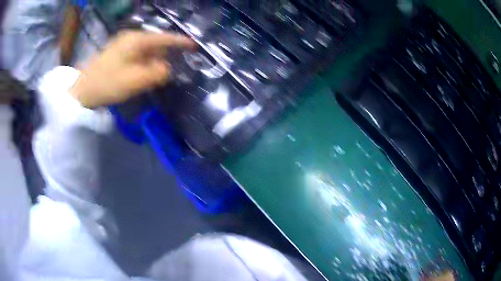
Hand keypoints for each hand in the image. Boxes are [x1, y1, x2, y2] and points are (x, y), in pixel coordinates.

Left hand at [70, 31, 196, 107]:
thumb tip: (168, 70)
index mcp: (136, 40)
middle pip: (155, 44)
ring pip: (146, 51)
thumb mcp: (135, 80)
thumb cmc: (108, 83)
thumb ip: (157, 73)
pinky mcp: (117, 54)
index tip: (194, 47)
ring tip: (157, 76)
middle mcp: (130, 38)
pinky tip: (142, 75)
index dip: (180, 42)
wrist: (82, 91)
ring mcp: (122, 45)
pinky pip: (137, 56)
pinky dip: (144, 64)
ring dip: (153, 62)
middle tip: (173, 70)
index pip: (164, 38)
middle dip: (165, 56)